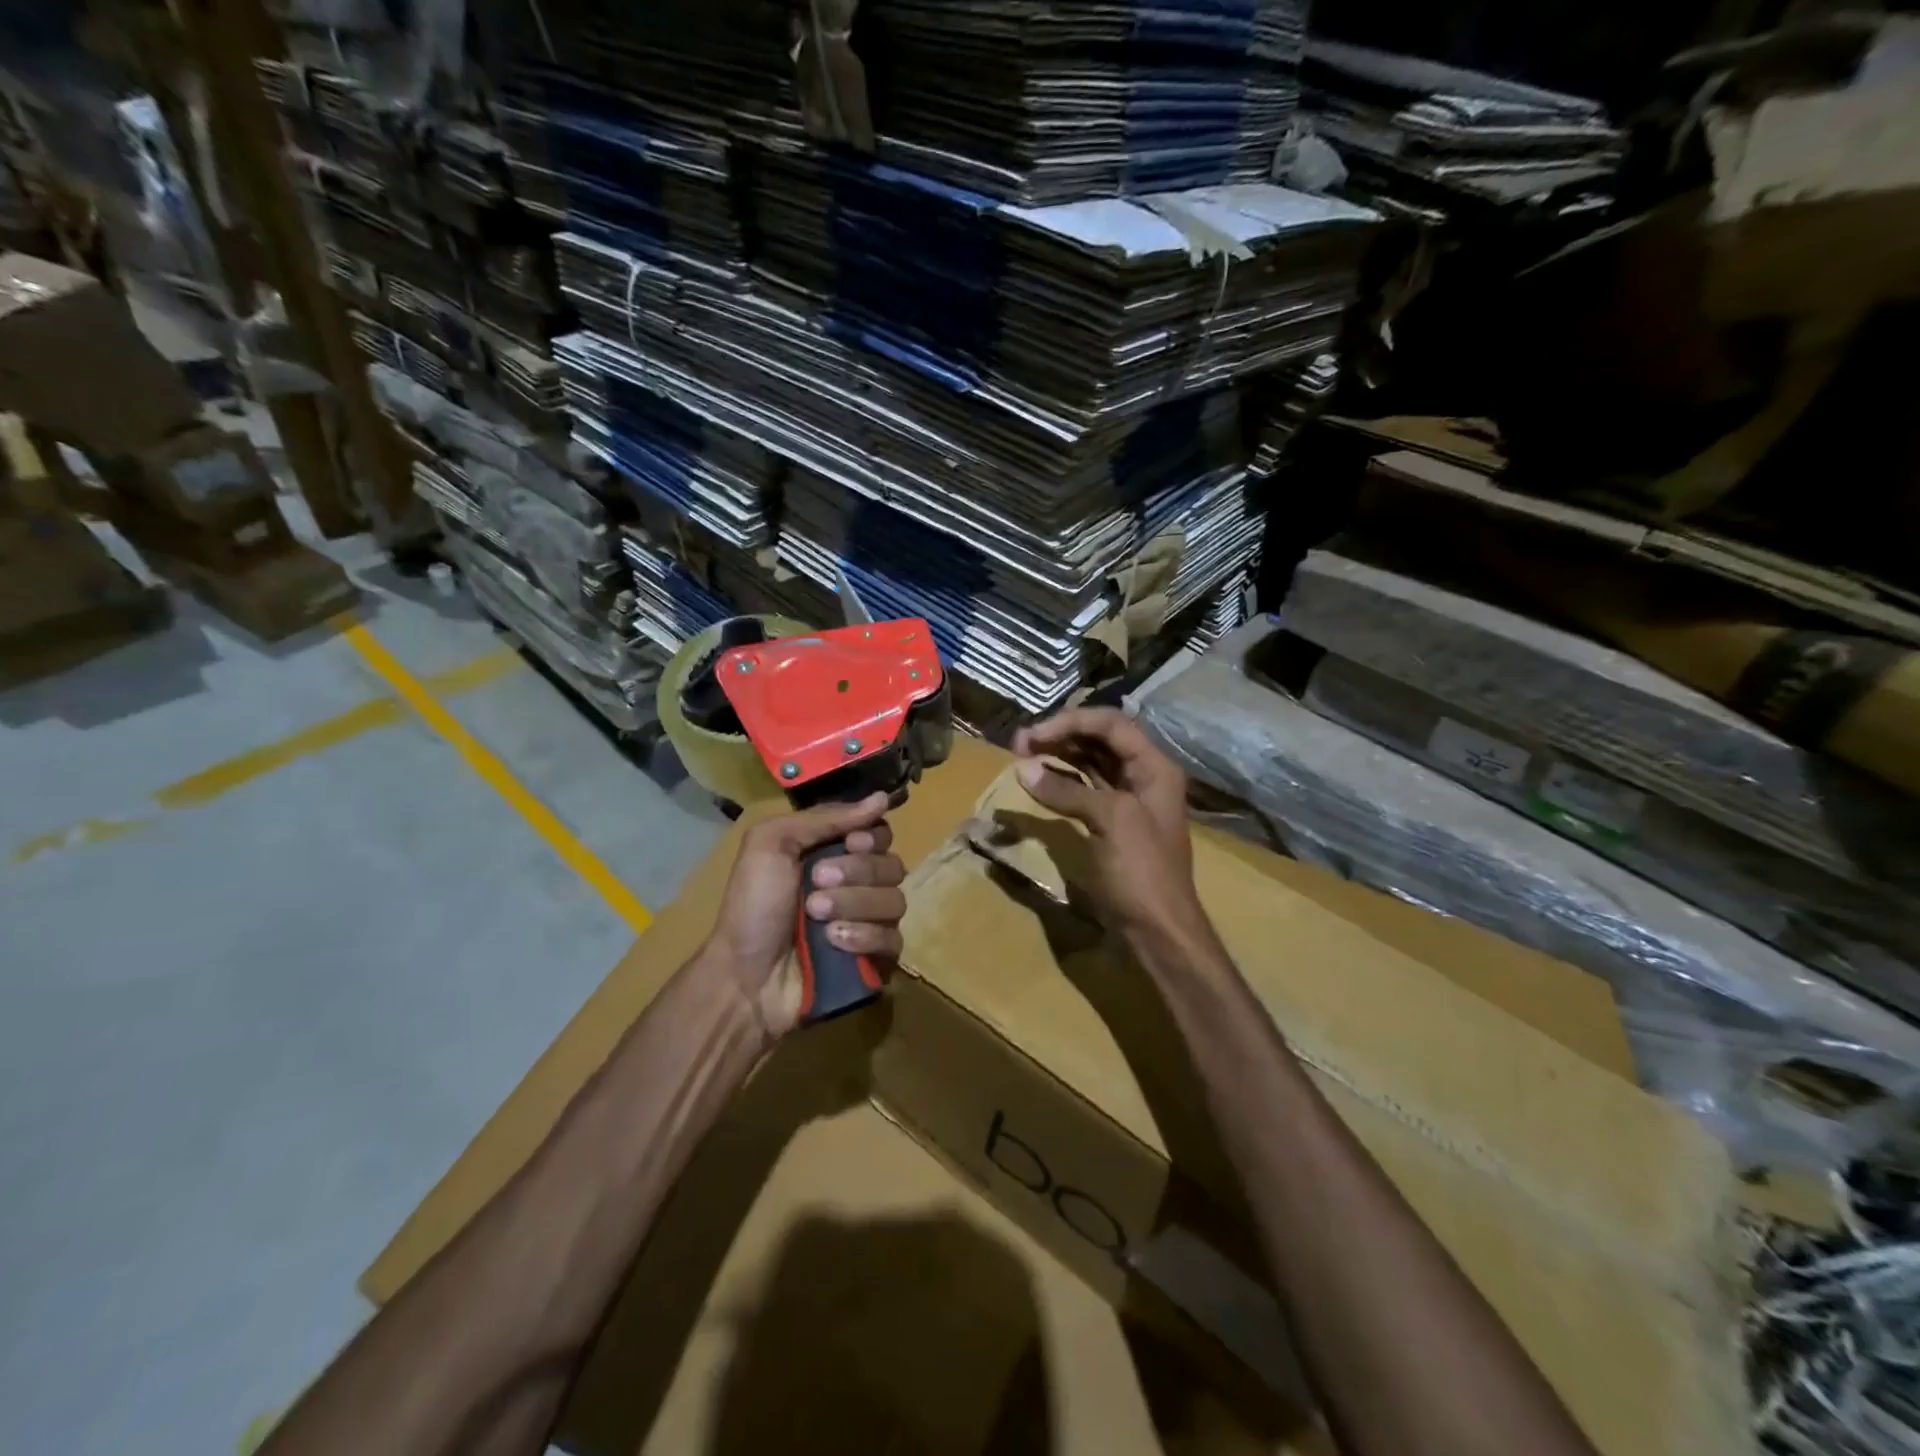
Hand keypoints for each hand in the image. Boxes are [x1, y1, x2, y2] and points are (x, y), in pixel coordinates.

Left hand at [700, 793, 906, 1040]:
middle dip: (856, 873)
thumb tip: (881, 798)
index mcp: (835, 854)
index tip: (850, 843)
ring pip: (896, 901)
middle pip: (892, 865)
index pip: (881, 834)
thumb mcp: (771, 844)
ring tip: (816, 918)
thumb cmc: (752, 905)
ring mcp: (869, 924)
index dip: (871, 837)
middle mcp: (858, 885)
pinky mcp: (876, 960)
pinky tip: (834, 944)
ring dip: (854, 905)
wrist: (744, 977)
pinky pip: (894, 940)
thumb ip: (824, 818)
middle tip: (815, 884)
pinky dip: (865, 938)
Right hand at [1011, 708, 1212, 959]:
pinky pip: (1083, 789)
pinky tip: (1037, 780)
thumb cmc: (1142, 872)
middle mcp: (1143, 776)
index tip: (1033, 735)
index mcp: (1154, 767)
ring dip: (1057, 755)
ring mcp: (1126, 801)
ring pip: (1089, 763)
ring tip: (1022, 755)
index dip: (1070, 722)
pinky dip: (1060, 781)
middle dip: (1060, 735)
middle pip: (1099, 739)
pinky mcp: (1109, 824)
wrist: (1158, 931)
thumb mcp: (1109, 821)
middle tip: (1019, 744)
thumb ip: (1066, 790)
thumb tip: (1022, 768)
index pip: (1111, 724)